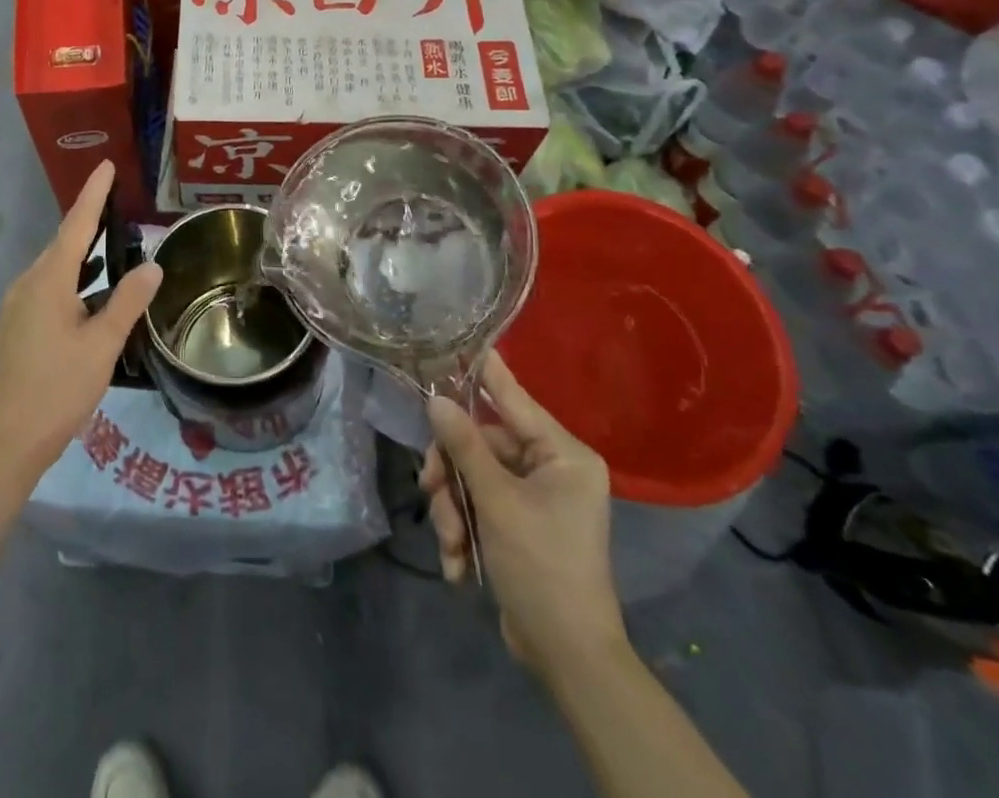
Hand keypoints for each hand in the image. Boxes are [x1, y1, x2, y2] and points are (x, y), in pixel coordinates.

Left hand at [0, 161, 161, 483]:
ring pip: (55, 267)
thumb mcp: (102, 345)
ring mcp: (17, 304)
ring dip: (82, 253)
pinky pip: (48, 286)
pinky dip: (72, 279)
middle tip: (118, 202)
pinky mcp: (16, 324)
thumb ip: (128, 302)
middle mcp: (27, 284)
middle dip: (90, 221)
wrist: (8, 438)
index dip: (93, 194)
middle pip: (63, 243)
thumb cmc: (59, 389)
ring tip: (112, 244)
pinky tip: (90, 291)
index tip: (106, 165)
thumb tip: (152, 267)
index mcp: (48, 282)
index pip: (76, 226)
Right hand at [422, 352, 626, 676]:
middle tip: (431, 493)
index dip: (483, 371)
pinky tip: (459, 565)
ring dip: (453, 510)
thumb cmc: (542, 568)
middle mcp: (552, 467)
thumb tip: (435, 398)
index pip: (513, 397)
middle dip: (452, 475)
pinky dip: (464, 532)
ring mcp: (535, 497)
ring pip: (473, 478)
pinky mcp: (519, 524)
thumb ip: (464, 446)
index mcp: (562, 454)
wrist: (568, 658)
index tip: (455, 340)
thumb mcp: (497, 502)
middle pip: (481, 444)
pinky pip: (479, 507)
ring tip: (451, 545)